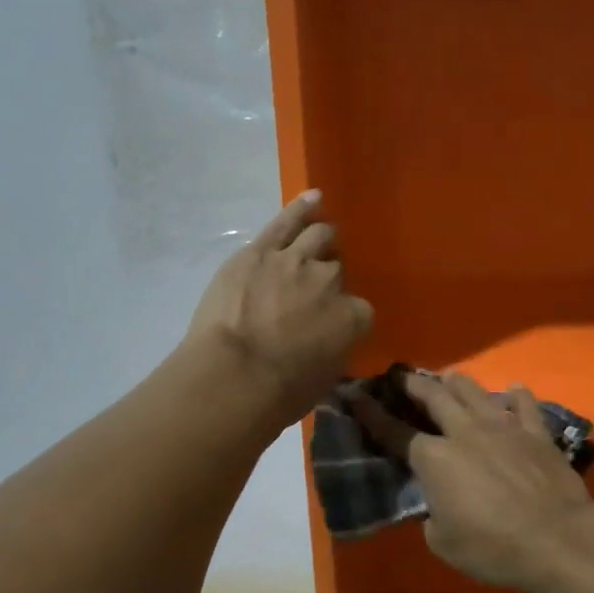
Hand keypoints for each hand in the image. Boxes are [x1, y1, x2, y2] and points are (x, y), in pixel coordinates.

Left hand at [186, 191, 373, 423]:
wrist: (234, 377)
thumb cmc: (279, 394)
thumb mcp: (322, 382)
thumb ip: (333, 354)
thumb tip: (328, 347)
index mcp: (354, 318)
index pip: (359, 311)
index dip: (345, 317)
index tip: (331, 327)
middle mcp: (331, 282)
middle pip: (337, 270)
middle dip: (329, 277)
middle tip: (317, 286)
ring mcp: (296, 261)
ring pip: (318, 237)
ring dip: (322, 236)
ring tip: (322, 233)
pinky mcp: (260, 252)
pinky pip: (286, 221)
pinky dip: (301, 207)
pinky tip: (313, 197)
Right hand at [357, 370, 593, 591]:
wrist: (557, 539)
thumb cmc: (492, 547)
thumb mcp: (443, 542)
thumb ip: (433, 515)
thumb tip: (438, 505)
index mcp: (434, 459)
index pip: (394, 432)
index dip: (372, 414)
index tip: (358, 397)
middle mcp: (464, 432)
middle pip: (434, 397)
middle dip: (415, 384)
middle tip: (404, 377)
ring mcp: (503, 428)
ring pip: (474, 391)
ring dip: (457, 382)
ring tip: (449, 377)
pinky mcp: (536, 434)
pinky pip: (524, 405)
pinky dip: (516, 396)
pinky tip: (513, 390)